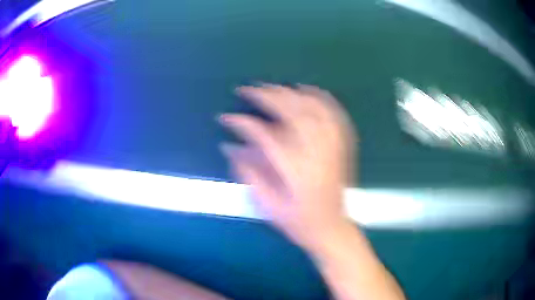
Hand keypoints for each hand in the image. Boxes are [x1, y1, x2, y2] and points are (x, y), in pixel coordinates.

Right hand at [219, 84, 355, 250]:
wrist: (332, 229)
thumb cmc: (298, 222)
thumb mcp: (268, 205)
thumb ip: (248, 173)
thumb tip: (230, 146)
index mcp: (296, 171)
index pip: (265, 136)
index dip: (243, 123)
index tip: (226, 117)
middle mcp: (316, 153)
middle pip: (292, 113)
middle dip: (267, 97)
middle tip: (248, 89)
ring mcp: (333, 147)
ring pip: (312, 109)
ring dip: (290, 94)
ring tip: (271, 87)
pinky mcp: (342, 146)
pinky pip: (334, 114)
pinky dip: (320, 98)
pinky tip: (307, 89)